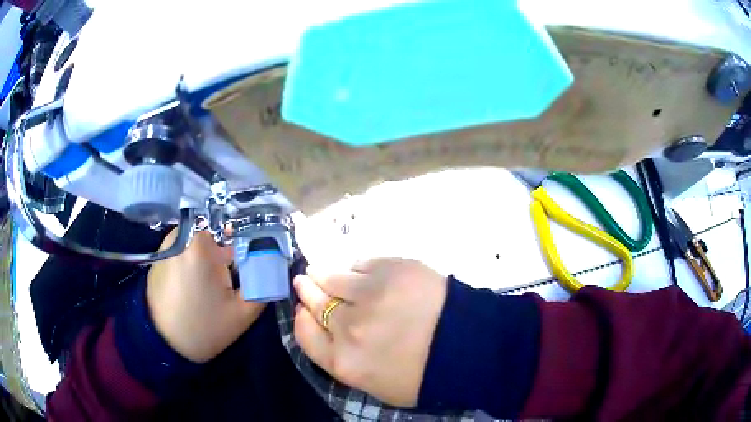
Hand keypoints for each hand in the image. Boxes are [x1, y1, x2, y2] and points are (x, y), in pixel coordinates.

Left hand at [147, 230, 264, 362]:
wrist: (163, 344)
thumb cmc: (204, 328)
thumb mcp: (243, 312)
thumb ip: (263, 283)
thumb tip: (274, 263)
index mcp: (201, 244)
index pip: (232, 225)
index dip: (245, 241)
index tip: (250, 262)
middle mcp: (181, 236)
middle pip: (215, 232)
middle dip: (227, 250)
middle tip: (233, 277)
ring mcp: (167, 245)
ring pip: (199, 240)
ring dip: (210, 256)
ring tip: (213, 283)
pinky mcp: (159, 256)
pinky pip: (184, 248)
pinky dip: (194, 260)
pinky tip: (196, 285)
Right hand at [293, 258, 447, 406]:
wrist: (468, 346)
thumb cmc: (421, 373)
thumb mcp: (373, 383)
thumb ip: (340, 358)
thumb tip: (318, 324)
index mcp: (344, 361)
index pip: (305, 333)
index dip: (301, 318)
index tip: (303, 310)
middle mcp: (348, 327)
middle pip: (314, 302)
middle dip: (307, 290)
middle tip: (305, 281)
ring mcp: (368, 294)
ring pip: (331, 276)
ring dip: (324, 274)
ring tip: (323, 271)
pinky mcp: (389, 269)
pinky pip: (360, 264)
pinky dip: (357, 269)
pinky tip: (363, 274)